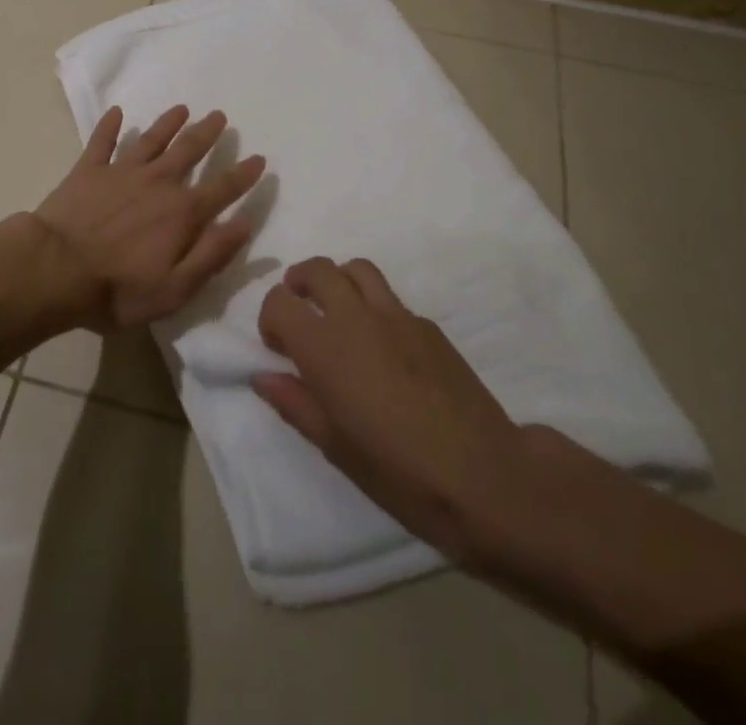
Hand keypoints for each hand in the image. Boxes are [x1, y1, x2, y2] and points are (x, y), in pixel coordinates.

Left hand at [32, 105, 266, 331]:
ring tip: (181, 108)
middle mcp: (157, 182)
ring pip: (151, 140)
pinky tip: (116, 111)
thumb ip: (212, 254)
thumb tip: (244, 224)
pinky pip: (102, 142)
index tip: (258, 158)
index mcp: (181, 213)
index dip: (243, 175)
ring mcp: (121, 172)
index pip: (222, 189)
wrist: (55, 270)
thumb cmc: (118, 290)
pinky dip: (109, 126)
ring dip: (168, 123)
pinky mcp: (88, 170)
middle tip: (219, 115)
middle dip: (206, 133)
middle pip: (188, 151)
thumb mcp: (175, 288)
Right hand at [255, 257, 530, 563]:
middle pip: (318, 269)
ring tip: (339, 314)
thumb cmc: (399, 472)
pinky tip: (386, 350)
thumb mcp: (335, 447)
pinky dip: (375, 307)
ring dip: (339, 281)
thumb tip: (262, 377)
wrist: (484, 477)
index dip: (270, 319)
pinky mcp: (429, 325)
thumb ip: (295, 403)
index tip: (278, 347)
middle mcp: (356, 317)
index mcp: (324, 347)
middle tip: (301, 312)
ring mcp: (397, 315)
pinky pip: (391, 299)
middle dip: (300, 282)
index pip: (279, 301)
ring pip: (357, 269)